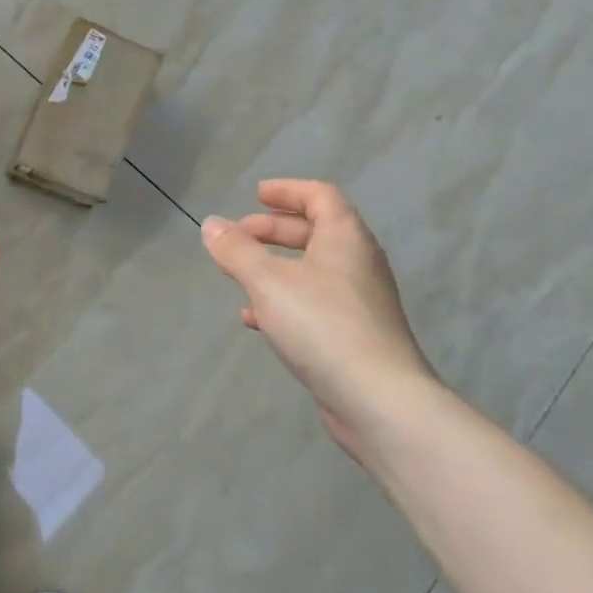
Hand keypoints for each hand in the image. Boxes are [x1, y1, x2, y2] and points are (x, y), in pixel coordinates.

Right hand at [202, 179, 437, 462]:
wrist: (380, 402)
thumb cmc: (323, 325)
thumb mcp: (268, 281)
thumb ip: (236, 250)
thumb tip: (212, 225)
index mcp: (345, 238)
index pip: (320, 196)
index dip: (287, 190)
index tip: (256, 195)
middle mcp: (358, 263)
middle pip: (315, 231)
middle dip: (273, 229)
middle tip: (239, 235)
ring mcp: (360, 301)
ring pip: (312, 270)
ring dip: (275, 266)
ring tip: (239, 275)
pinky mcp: (355, 336)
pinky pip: (314, 304)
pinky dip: (284, 300)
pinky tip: (255, 319)